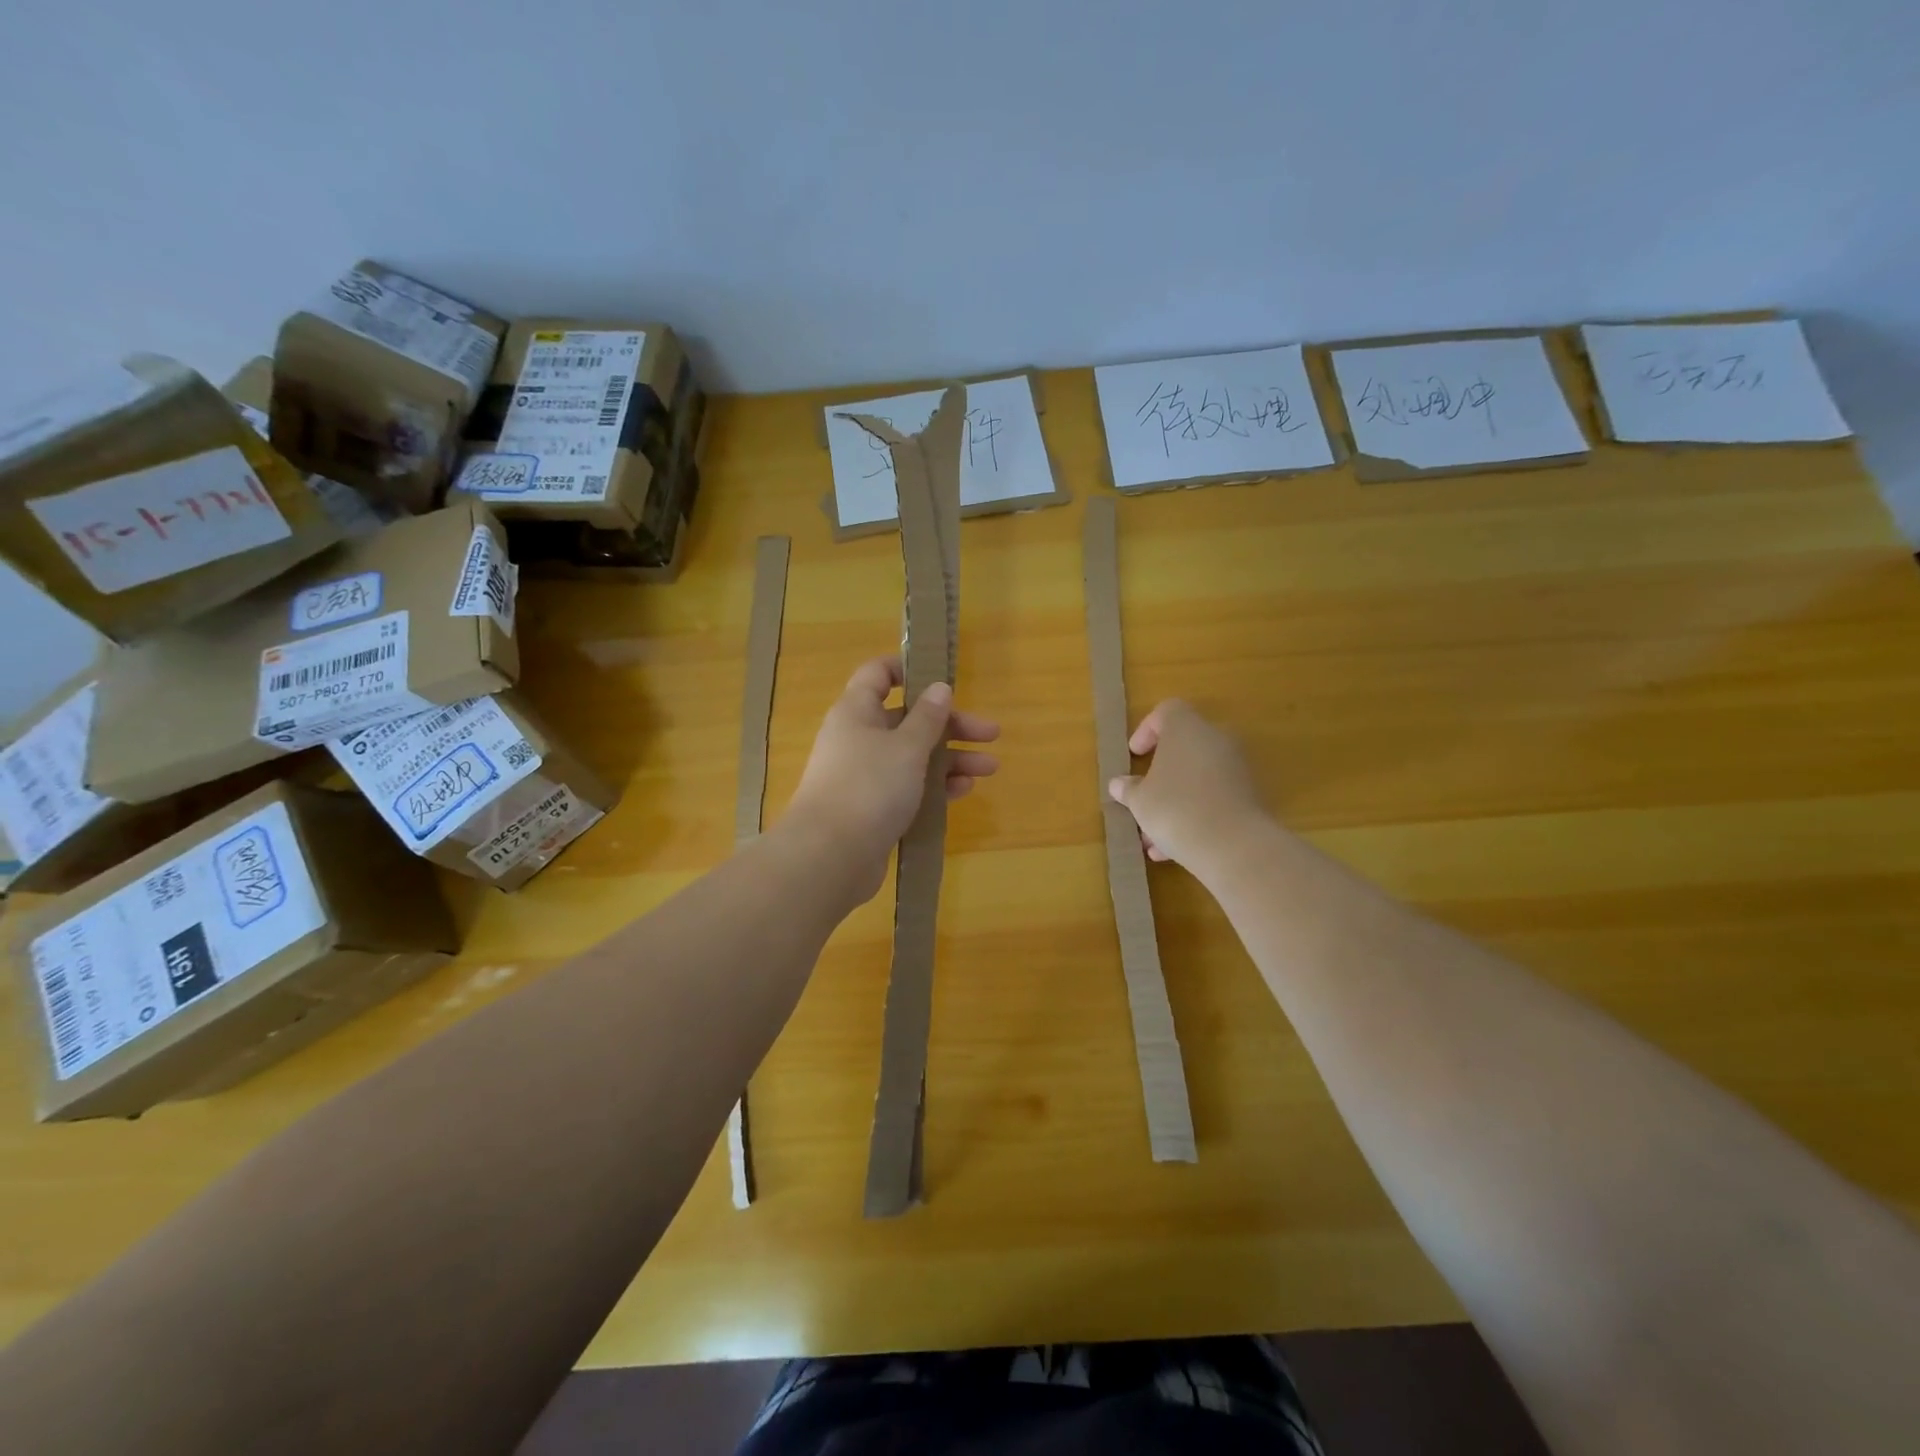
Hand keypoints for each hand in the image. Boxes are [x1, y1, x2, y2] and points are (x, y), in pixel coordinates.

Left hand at [785, 656, 999, 899]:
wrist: (831, 856)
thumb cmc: (869, 786)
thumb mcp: (907, 746)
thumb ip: (928, 717)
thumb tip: (939, 688)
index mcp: (857, 711)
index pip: (878, 674)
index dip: (908, 669)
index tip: (943, 677)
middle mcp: (859, 738)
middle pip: (908, 719)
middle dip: (951, 725)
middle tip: (990, 733)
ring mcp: (865, 775)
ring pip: (913, 756)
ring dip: (951, 758)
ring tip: (990, 768)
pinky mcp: (873, 808)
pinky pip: (909, 788)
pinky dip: (935, 786)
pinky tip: (965, 791)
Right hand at [1107, 699, 1264, 870]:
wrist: (1234, 846)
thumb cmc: (1175, 809)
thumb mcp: (1139, 801)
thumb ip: (1129, 789)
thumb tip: (1120, 784)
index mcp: (1187, 728)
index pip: (1168, 711)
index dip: (1147, 730)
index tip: (1135, 755)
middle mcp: (1217, 740)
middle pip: (1185, 747)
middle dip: (1161, 773)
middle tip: (1143, 795)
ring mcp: (1238, 768)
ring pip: (1198, 778)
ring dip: (1175, 801)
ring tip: (1152, 837)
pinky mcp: (1251, 796)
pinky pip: (1215, 798)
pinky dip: (1195, 815)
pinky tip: (1174, 849)